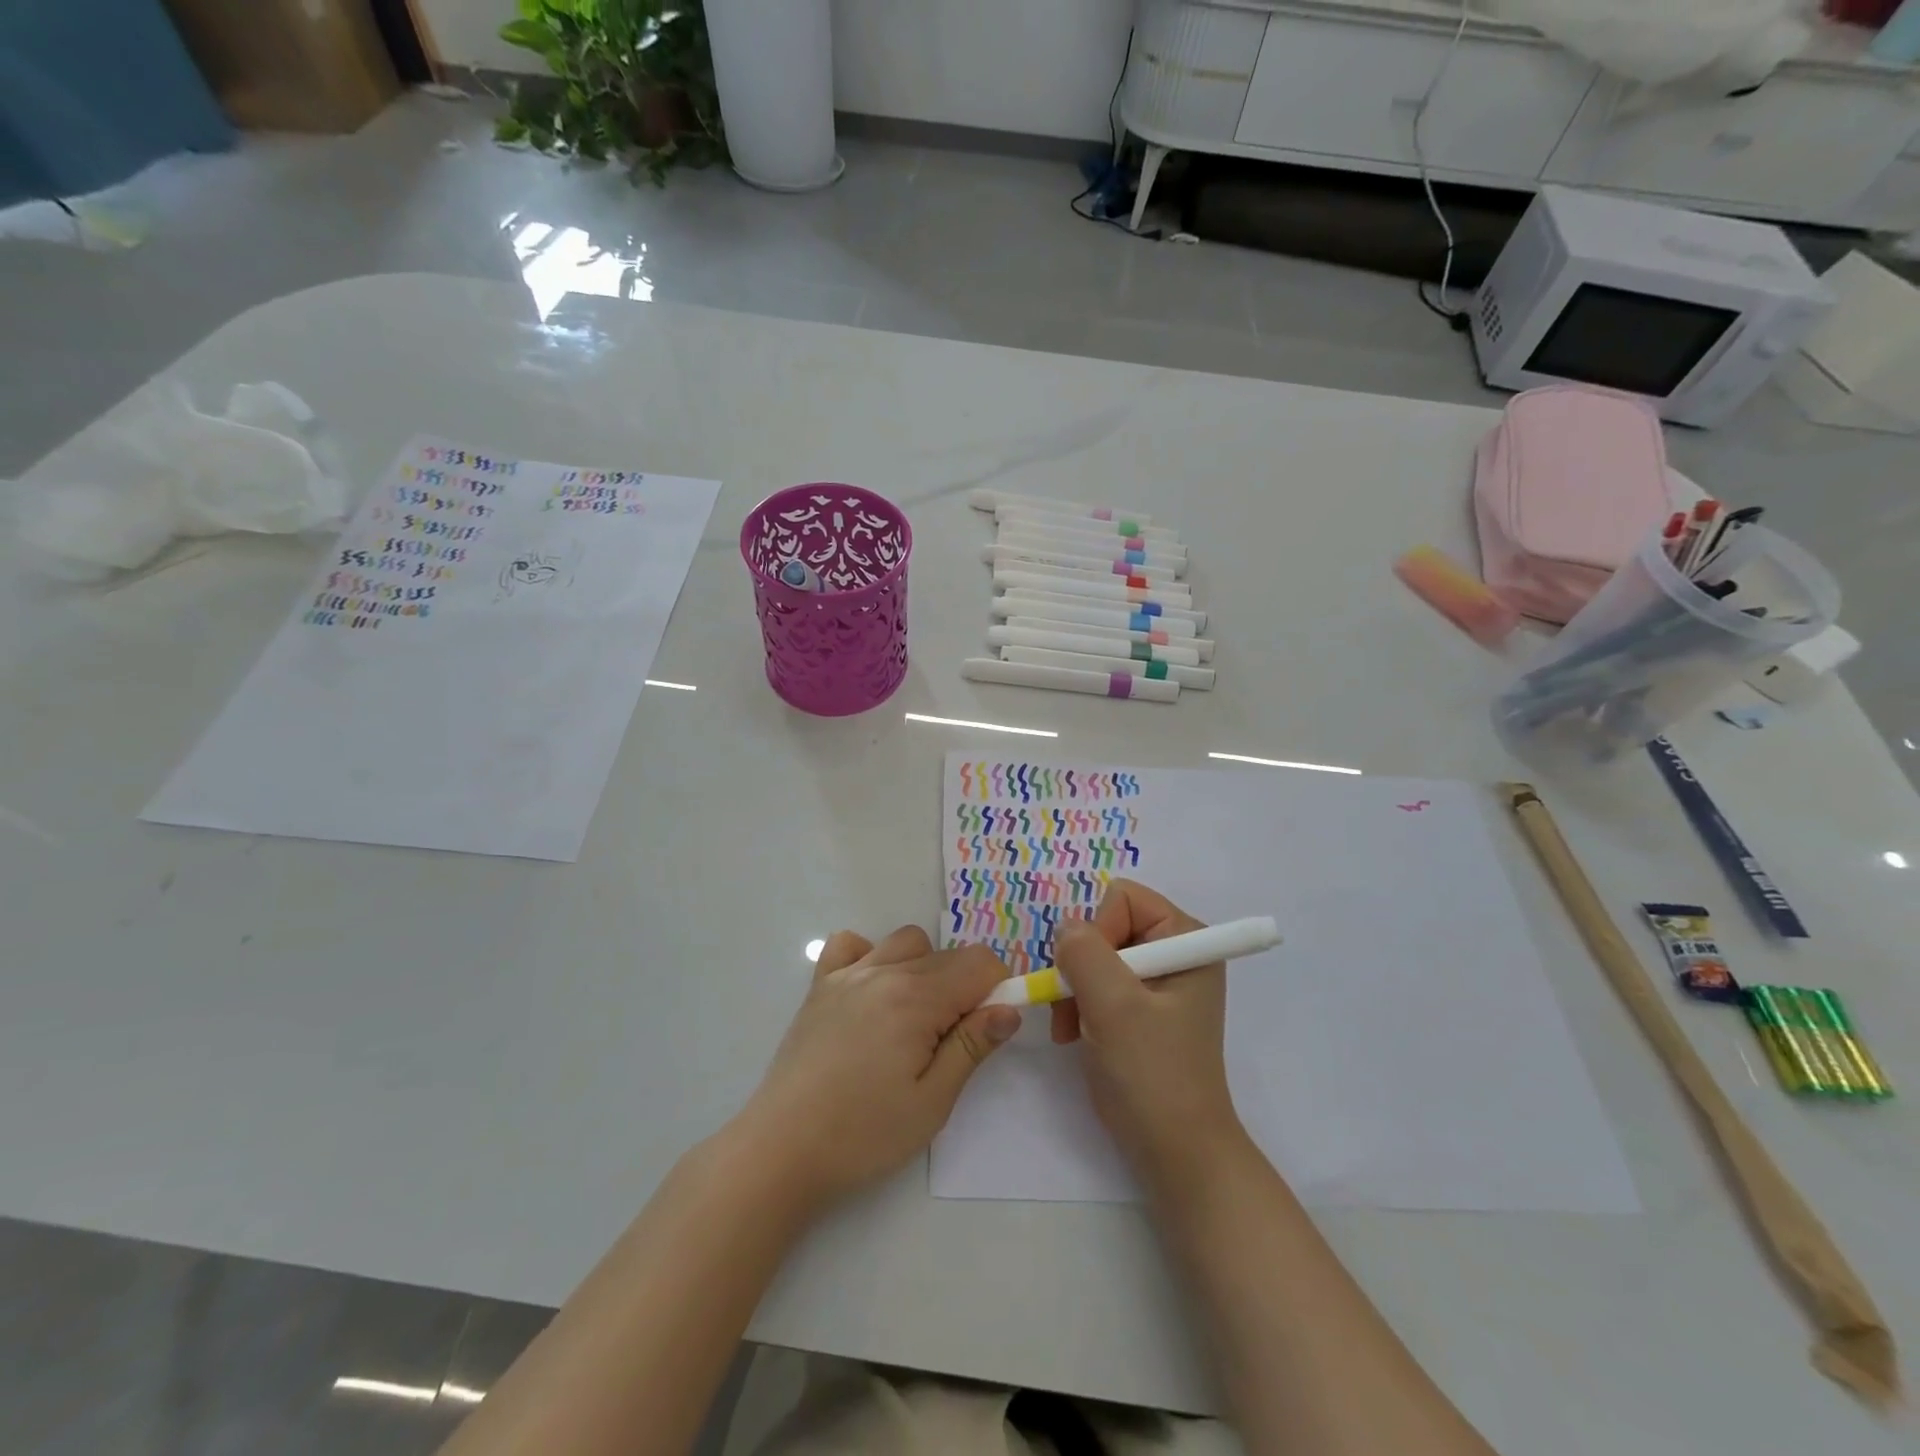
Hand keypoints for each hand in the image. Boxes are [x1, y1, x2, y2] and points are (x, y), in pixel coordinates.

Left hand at [730, 926, 1021, 1215]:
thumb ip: (972, 1047)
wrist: (781, 1149)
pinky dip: (870, 955)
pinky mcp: (820, 986)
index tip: (988, 1029)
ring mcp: (847, 974)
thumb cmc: (864, 1133)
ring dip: (924, 968)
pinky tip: (871, 993)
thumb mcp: (932, 1101)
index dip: (997, 990)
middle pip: (947, 954)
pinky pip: (850, 944)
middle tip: (950, 1043)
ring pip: (906, 942)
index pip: (979, 963)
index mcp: (916, 998)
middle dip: (965, 987)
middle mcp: (883, 971)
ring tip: (914, 1018)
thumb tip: (1009, 1009)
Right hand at [1050, 880, 1243, 1181]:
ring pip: (1094, 954)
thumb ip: (1084, 953)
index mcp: (1186, 939)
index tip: (1092, 977)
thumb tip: (1065, 928)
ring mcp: (1157, 981)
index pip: (1123, 898)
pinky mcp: (1141, 1008)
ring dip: (1074, 987)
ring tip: (1070, 1027)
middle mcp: (1175, 951)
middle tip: (1072, 1006)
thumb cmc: (1152, 1074)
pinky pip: (1096, 982)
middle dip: (1081, 964)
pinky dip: (1079, 1004)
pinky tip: (1075, 1034)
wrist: (1175, 1151)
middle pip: (1106, 925)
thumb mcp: (1114, 1006)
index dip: (1098, 931)